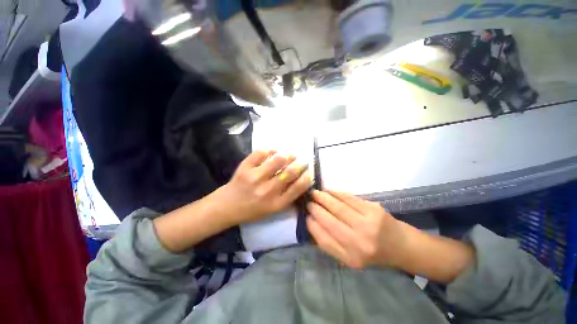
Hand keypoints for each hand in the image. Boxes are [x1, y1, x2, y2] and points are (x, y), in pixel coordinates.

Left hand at [217, 150, 311, 224]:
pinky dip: (269, 150)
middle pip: (289, 173)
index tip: (309, 172)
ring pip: (277, 160)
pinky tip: (273, 152)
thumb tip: (303, 180)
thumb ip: (287, 197)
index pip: (297, 188)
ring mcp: (255, 178)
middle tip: (303, 161)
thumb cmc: (252, 210)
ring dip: (287, 156)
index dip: (306, 177)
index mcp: (276, 203)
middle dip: (300, 164)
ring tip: (290, 155)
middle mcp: (267, 191)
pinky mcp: (245, 168)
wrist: (227, 206)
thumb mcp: (273, 209)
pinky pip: (260, 153)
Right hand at [306, 190, 406, 269]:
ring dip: (323, 198)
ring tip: (314, 193)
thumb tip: (312, 224)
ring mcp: (368, 225)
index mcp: (351, 258)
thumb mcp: (351, 258)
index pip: (323, 239)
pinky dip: (336, 193)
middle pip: (329, 221)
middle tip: (308, 201)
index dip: (311, 225)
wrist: (401, 246)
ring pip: (337, 207)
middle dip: (315, 208)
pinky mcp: (373, 210)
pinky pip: (349, 198)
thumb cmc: (373, 253)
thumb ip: (331, 244)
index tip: (305, 216)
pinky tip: (328, 191)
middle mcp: (359, 243)